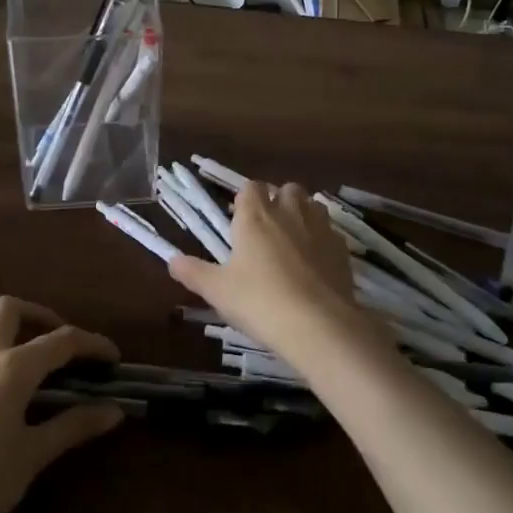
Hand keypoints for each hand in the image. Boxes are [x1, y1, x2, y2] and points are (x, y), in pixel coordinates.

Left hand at [0, 297, 123, 512]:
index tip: (112, 358)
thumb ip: (73, 426)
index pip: (62, 341)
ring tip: (20, 349)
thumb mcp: (32, 456)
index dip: (92, 344)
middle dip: (39, 316)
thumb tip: (114, 410)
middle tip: (59, 344)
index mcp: (13, 369)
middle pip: (9, 309)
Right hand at [168, 180, 374, 361]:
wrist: (318, 324)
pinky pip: (330, 230)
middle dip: (278, 200)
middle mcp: (288, 212)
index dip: (246, 199)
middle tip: (267, 228)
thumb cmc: (259, 301)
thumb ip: (193, 273)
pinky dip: (322, 238)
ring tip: (293, 239)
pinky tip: (316, 261)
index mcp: (255, 216)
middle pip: (286, 189)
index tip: (240, 218)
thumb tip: (171, 260)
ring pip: (312, 204)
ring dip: (303, 213)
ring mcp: (319, 227)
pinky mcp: (341, 247)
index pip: (250, 188)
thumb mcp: (218, 291)